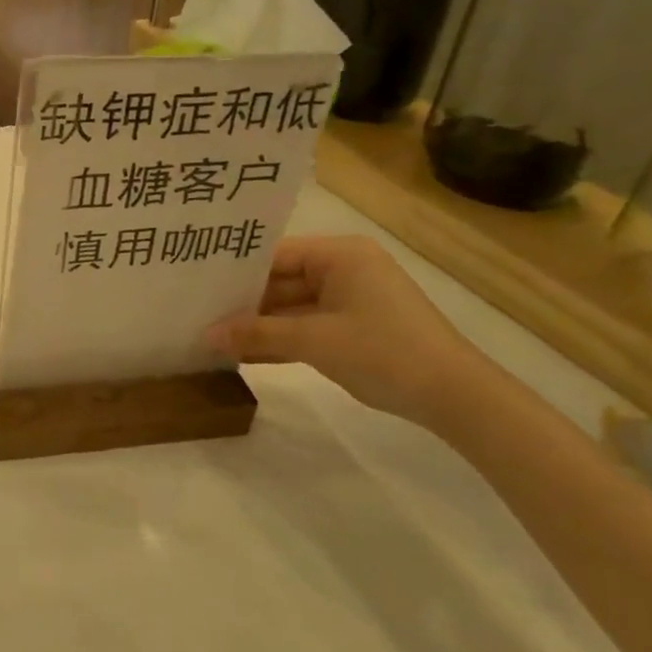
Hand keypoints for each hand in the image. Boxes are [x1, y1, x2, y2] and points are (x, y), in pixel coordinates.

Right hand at [207, 235, 499, 428]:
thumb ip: (257, 333)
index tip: (196, 285)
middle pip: (280, 280)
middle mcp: (343, 268)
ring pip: (290, 307)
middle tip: (196, 312)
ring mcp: (349, 299)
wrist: (455, 397)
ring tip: (210, 335)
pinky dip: (280, 339)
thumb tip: (206, 336)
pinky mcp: (352, 328)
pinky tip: (243, 353)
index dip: (235, 271)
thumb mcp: (314, 341)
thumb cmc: (384, 351)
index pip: (274, 254)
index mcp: (339, 255)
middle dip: (242, 302)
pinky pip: (305, 326)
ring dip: (258, 325)